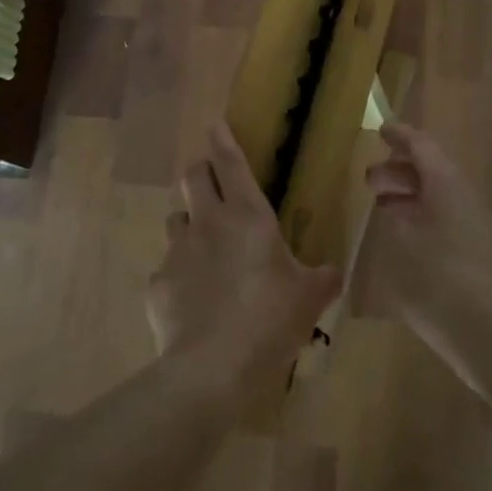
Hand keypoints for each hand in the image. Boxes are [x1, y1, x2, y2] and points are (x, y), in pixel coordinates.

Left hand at [148, 125, 341, 400]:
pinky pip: (167, 268)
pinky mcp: (157, 284)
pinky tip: (194, 300)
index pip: (230, 162)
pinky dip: (180, 275)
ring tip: (205, 248)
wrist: (212, 368)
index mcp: (247, 216)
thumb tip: (334, 272)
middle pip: (192, 177)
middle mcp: (207, 223)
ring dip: (190, 223)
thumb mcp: (310, 298)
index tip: (215, 122)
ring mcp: (177, 252)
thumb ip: (324, 278)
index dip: (222, 138)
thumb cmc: (270, 320)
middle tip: (213, 185)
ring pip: (176, 219)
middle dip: (201, 172)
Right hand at [365, 123, 491, 390]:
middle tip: (370, 180)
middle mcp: (465, 201)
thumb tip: (395, 204)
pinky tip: (401, 244)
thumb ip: (395, 217)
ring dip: (410, 199)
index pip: (423, 146)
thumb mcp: (404, 242)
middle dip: (400, 172)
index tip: (380, 129)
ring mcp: (476, 231)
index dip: (400, 136)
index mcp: (449, 185)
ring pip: (439, 201)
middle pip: (432, 173)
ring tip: (381, 208)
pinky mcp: (478, 259)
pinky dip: (420, 224)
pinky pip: (444, 226)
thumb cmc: (444, 279)